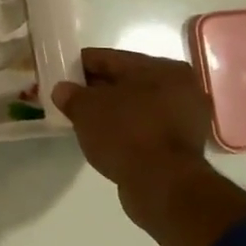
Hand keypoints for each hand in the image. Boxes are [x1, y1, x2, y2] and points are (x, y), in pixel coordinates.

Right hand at [50, 49, 210, 218]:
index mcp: (161, 68)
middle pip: (125, 81)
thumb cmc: (126, 134)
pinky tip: (104, 138)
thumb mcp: (86, 109)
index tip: (60, 74)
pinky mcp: (183, 145)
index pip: (109, 58)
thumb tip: (62, 90)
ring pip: (136, 106)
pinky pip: (144, 127)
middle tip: (69, 98)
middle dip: (96, 89)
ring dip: (111, 111)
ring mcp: (186, 117)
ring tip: (84, 120)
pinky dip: (125, 129)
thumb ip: (71, 95)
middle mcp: (180, 87)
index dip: (80, 65)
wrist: (164, 186)